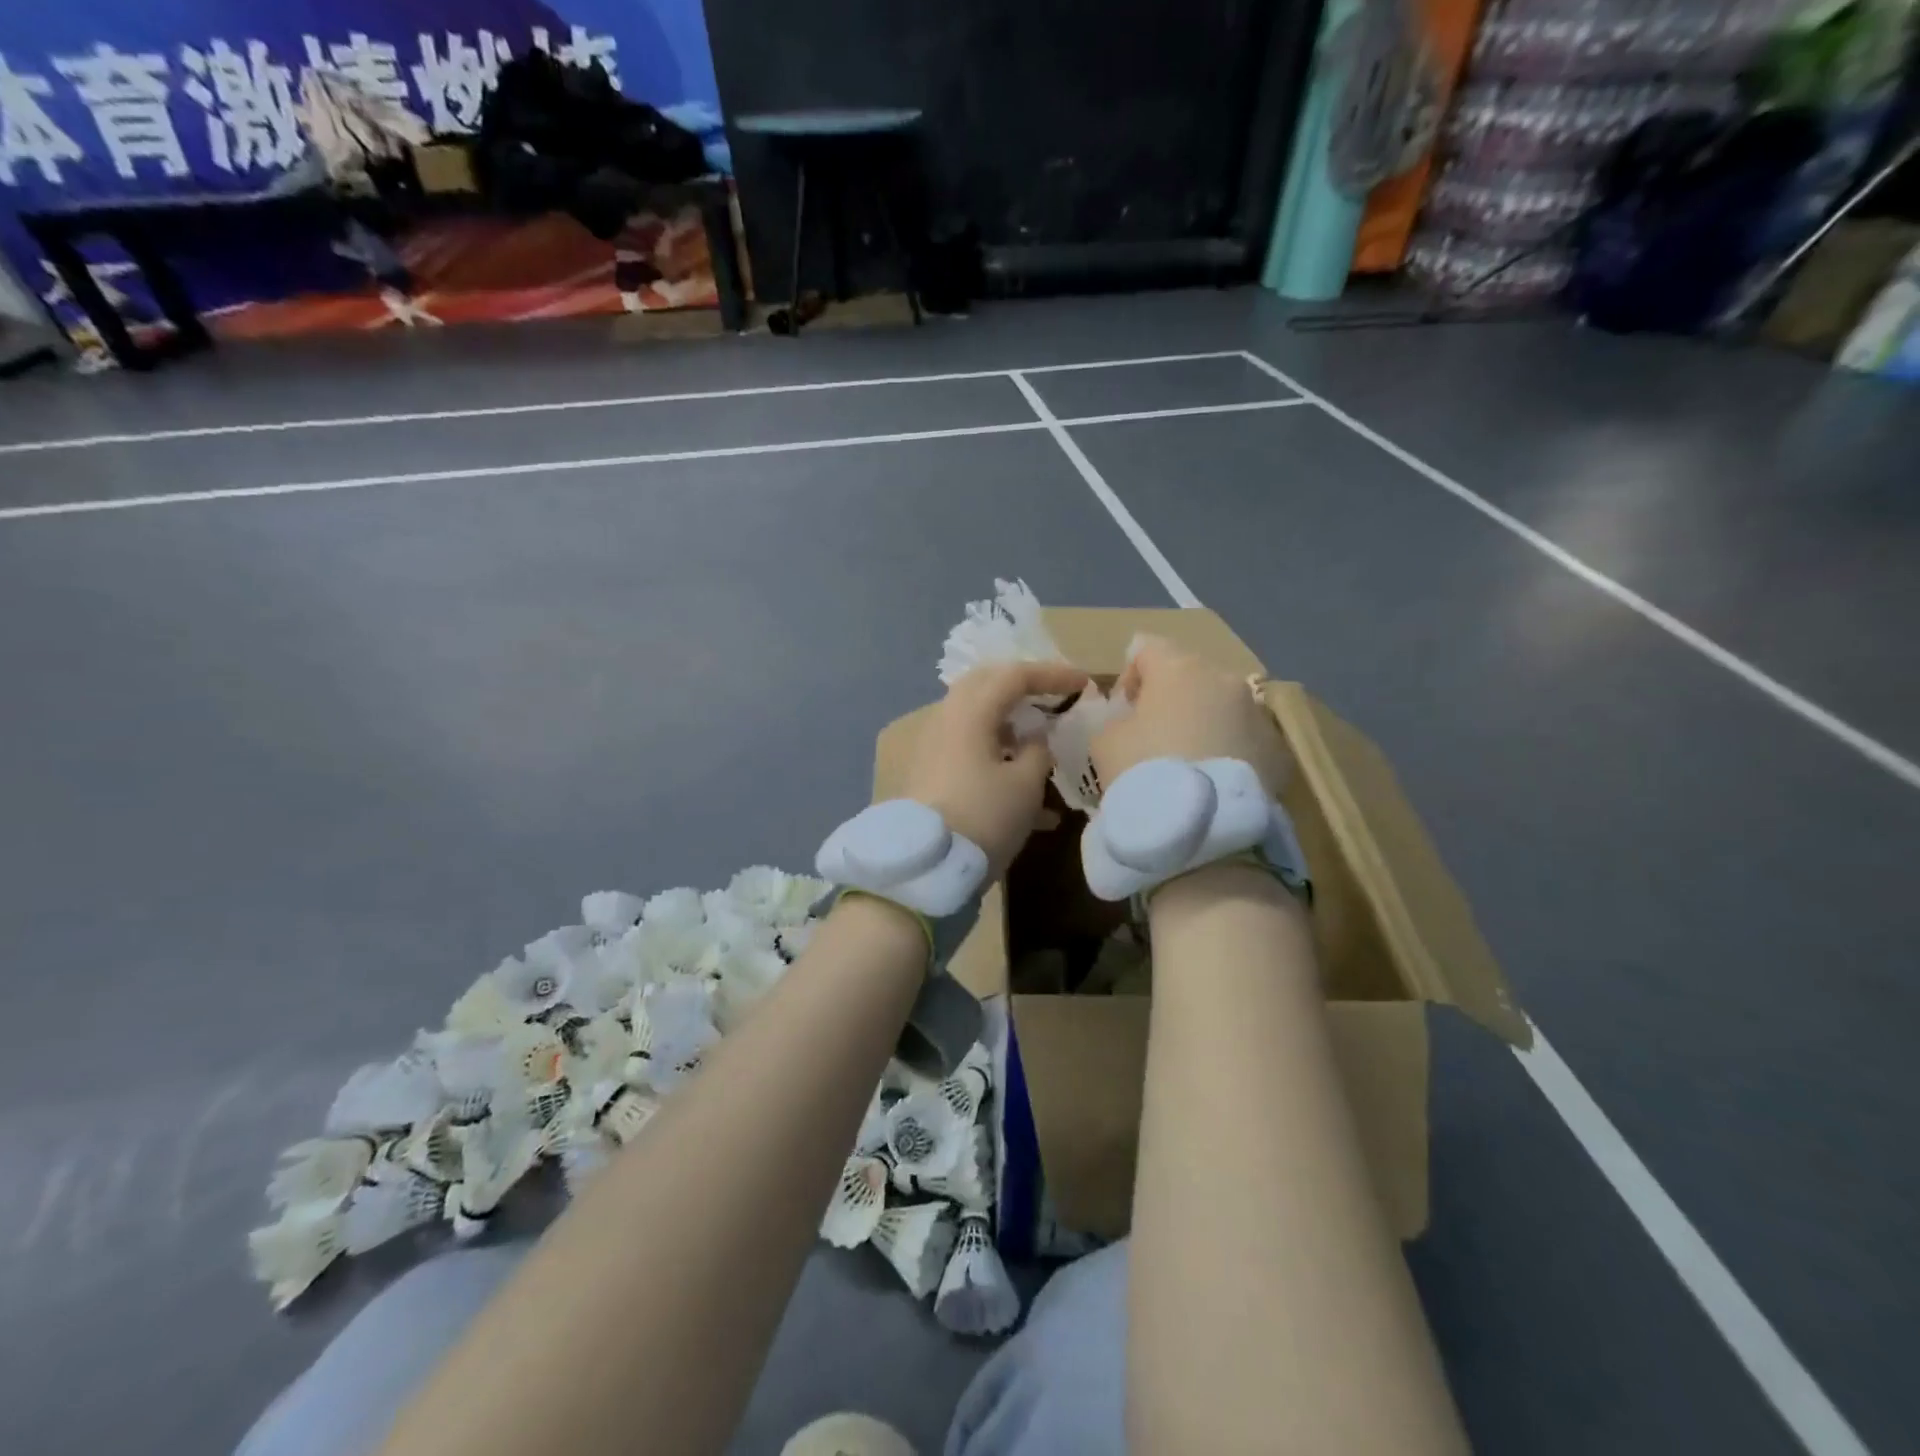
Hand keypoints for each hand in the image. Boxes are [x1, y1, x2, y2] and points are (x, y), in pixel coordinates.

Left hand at [904, 661, 1088, 876]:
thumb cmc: (983, 817)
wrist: (926, 868)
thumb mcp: (1024, 785)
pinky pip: (970, 754)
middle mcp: (946, 721)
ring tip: (1043, 749)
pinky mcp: (931, 776)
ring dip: (1012, 729)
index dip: (1052, 675)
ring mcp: (934, 749)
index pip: (1014, 676)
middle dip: (1023, 689)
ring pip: (978, 723)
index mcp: (970, 713)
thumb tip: (1035, 739)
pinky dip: (1000, 762)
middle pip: (987, 688)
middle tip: (1053, 697)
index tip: (1084, 684)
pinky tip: (1033, 807)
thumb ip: (1037, 752)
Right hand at [1091, 637, 1289, 795]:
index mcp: (1179, 667)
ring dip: (1204, 723)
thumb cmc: (1144, 771)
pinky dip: (1228, 750)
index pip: (1147, 649)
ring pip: (1222, 706)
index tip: (1123, 711)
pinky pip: (1244, 738)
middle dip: (1172, 698)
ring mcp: (1257, 713)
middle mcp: (1225, 679)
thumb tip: (1132, 721)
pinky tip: (1213, 781)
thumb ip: (1117, 719)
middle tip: (1155, 736)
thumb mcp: (1106, 741)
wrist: (1201, 827)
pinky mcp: (1278, 749)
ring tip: (1188, 762)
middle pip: (1190, 675)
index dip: (1130, 676)